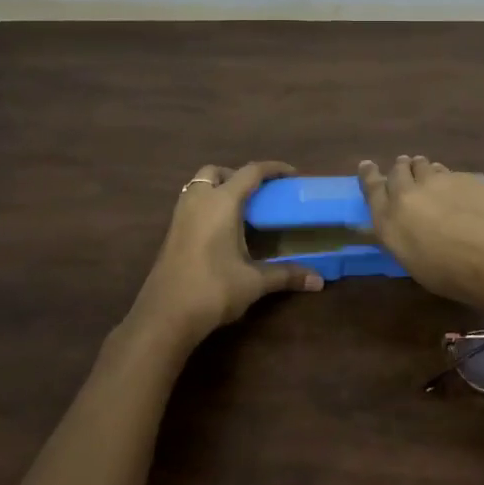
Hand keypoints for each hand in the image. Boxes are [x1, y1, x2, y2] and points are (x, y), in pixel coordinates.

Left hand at [130, 161, 324, 349]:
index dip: (273, 169)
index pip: (251, 172)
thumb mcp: (254, 282)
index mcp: (222, 202)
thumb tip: (319, 281)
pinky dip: (207, 205)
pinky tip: (221, 231)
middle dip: (238, 175)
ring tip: (240, 211)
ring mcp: (180, 216)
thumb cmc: (213, 289)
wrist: (164, 316)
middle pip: (217, 172)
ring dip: (218, 189)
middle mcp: (198, 200)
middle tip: (258, 194)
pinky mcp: (171, 233)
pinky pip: (191, 204)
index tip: (292, 174)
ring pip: (198, 186)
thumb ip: (286, 275)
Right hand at [358, 155, 483, 322]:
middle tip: (403, 172)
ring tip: (427, 174)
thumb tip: (407, 223)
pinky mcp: (464, 176)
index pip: (371, 189)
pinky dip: (446, 177)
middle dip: (399, 171)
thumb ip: (405, 237)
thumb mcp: (419, 266)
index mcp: (390, 223)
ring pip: (422, 166)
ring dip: (421, 170)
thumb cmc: (461, 280)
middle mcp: (407, 195)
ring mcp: (437, 181)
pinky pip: (447, 172)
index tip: (367, 166)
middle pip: (396, 172)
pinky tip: (457, 189)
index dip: (369, 175)